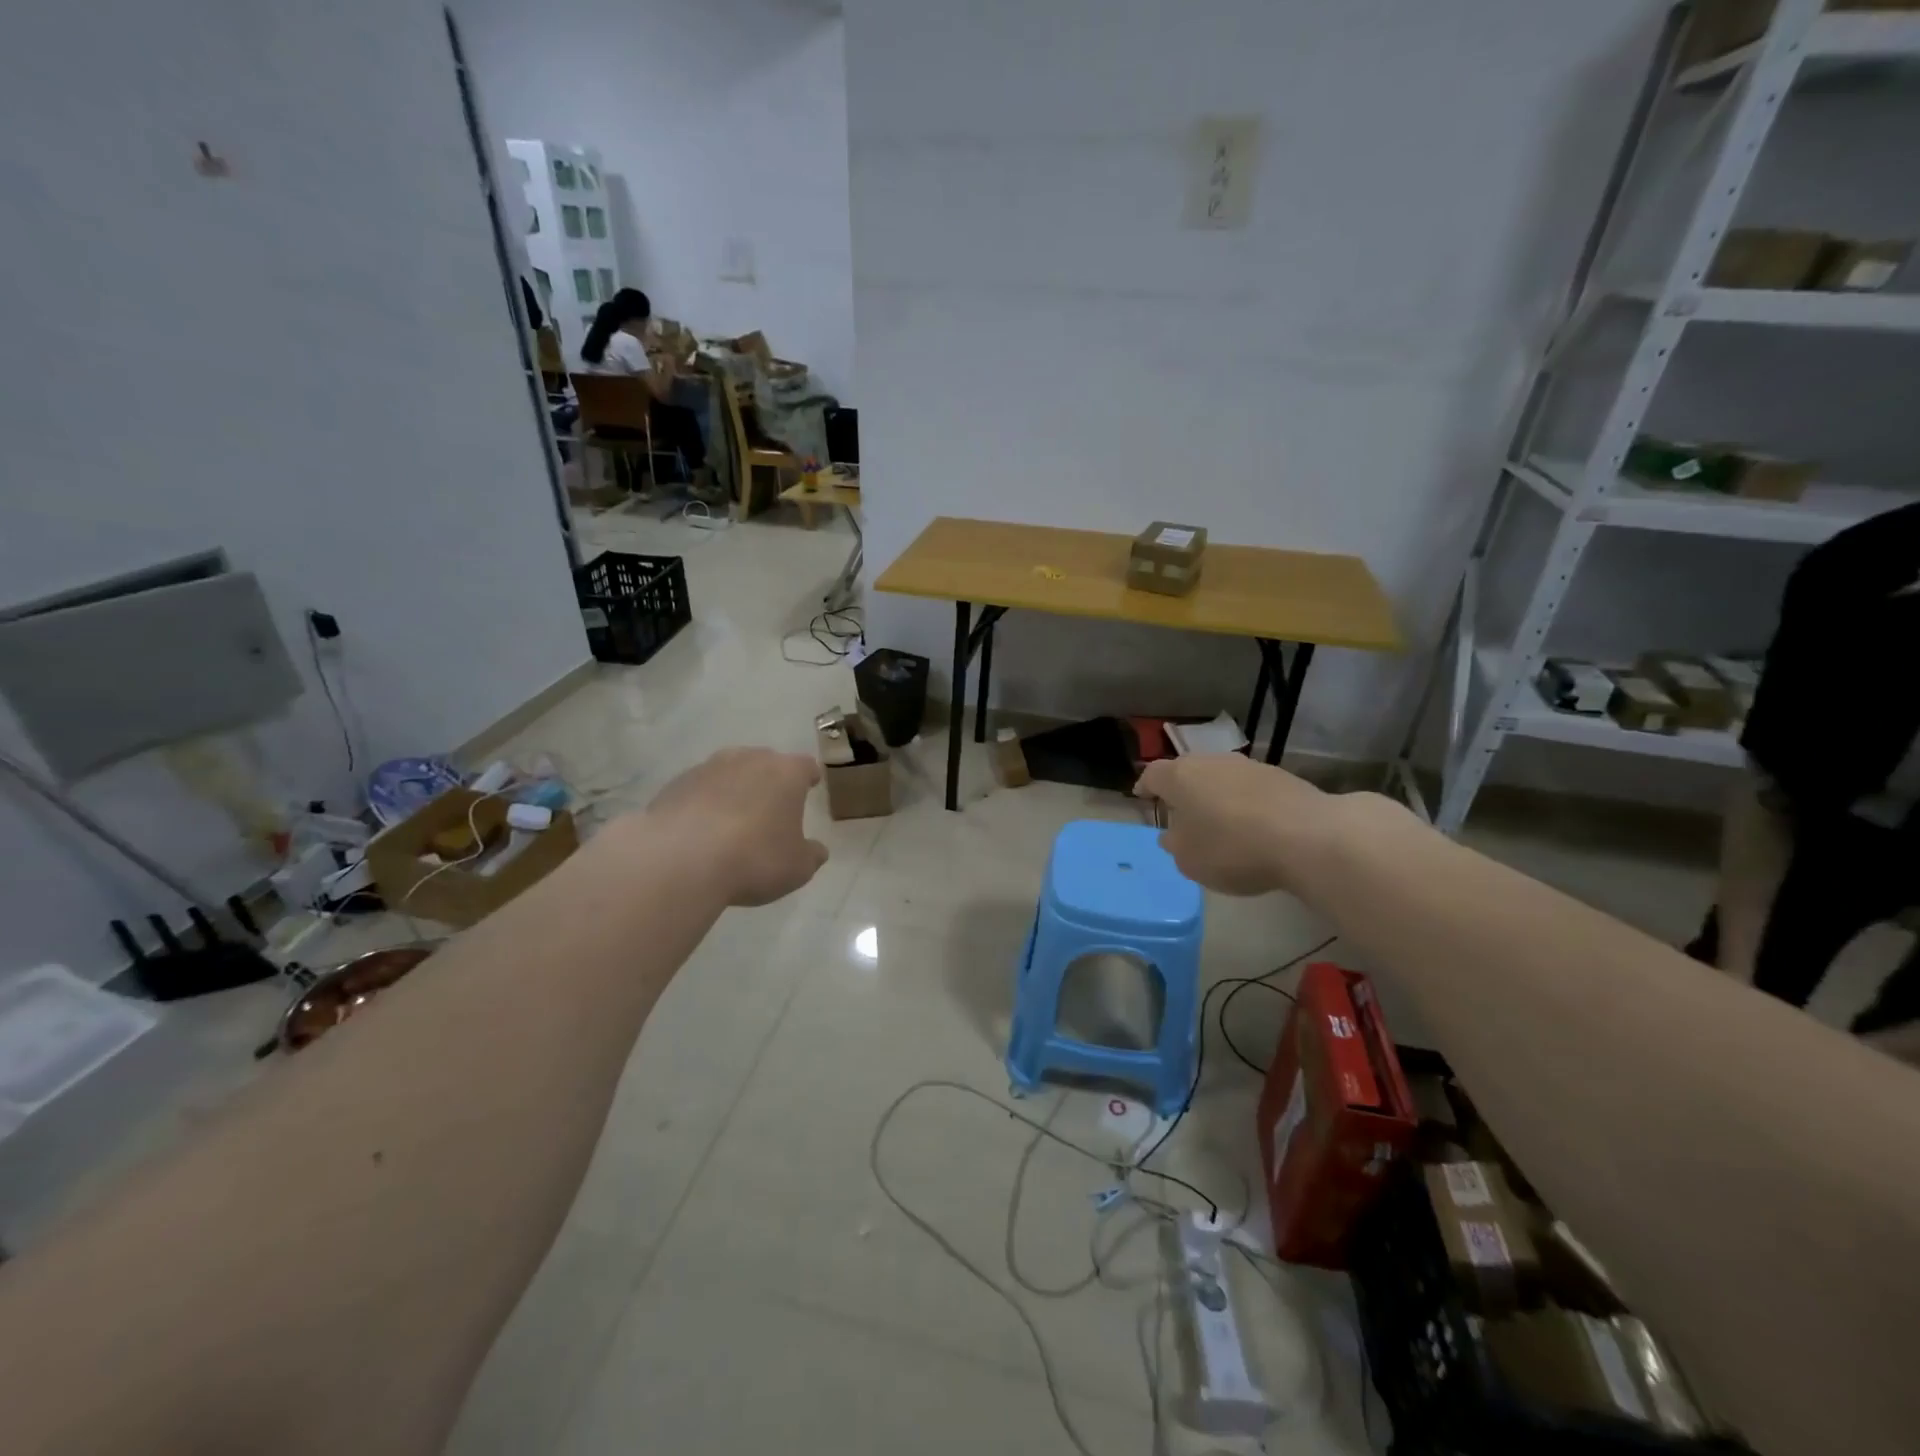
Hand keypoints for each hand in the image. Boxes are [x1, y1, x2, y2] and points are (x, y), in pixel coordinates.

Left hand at [644, 748, 827, 905]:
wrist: (680, 860)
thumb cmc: (754, 859)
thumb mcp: (798, 868)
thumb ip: (811, 855)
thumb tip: (817, 850)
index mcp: (786, 773)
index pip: (805, 766)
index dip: (809, 777)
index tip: (810, 785)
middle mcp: (748, 759)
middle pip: (765, 763)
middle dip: (770, 781)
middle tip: (771, 807)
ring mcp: (708, 768)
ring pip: (729, 773)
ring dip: (734, 790)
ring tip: (732, 820)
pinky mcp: (675, 784)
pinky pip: (698, 790)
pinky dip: (703, 804)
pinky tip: (700, 831)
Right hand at [1134, 754, 1327, 895]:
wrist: (1309, 837)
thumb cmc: (1233, 848)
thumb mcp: (1190, 860)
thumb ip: (1176, 845)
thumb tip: (1174, 834)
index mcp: (1180, 777)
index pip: (1153, 774)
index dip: (1145, 786)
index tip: (1142, 797)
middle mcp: (1212, 762)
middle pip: (1189, 771)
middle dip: (1183, 791)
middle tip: (1181, 814)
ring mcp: (1249, 766)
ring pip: (1221, 778)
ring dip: (1216, 796)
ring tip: (1219, 822)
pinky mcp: (1282, 777)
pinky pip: (1251, 789)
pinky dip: (1245, 803)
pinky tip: (1253, 827)